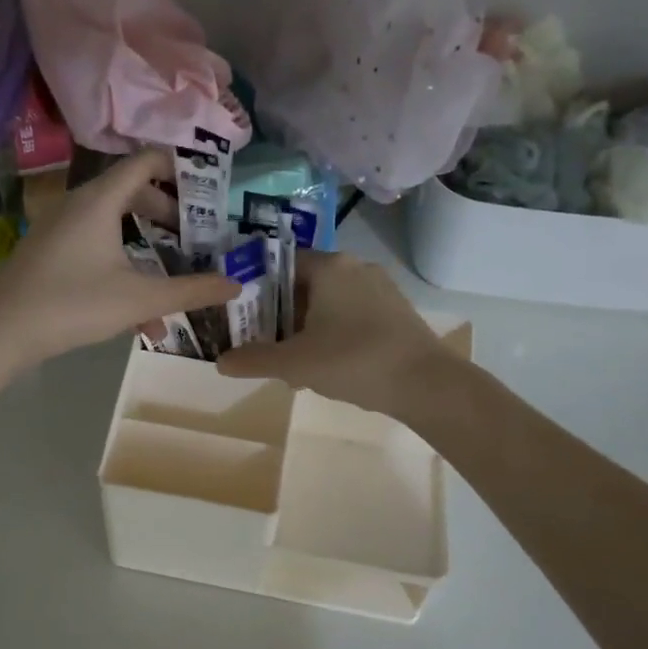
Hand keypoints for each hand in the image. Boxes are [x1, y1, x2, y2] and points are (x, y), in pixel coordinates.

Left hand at [0, 148, 237, 366]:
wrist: (0, 331)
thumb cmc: (73, 304)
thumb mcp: (139, 300)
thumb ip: (190, 292)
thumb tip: (235, 285)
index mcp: (101, 200)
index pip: (146, 161)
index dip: (180, 169)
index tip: (207, 191)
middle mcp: (79, 204)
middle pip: (132, 192)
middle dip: (168, 214)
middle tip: (195, 237)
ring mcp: (61, 228)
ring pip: (115, 226)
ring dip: (147, 249)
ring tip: (173, 278)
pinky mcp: (50, 253)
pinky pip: (96, 248)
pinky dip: (122, 268)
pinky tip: (141, 319)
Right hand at [217, 251, 447, 415]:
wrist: (427, 384)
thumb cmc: (354, 361)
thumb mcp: (296, 363)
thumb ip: (255, 360)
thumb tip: (220, 362)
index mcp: (329, 266)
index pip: (279, 264)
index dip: (254, 288)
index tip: (240, 316)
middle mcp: (354, 266)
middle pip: (302, 284)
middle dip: (279, 315)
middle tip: (262, 344)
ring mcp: (379, 287)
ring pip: (327, 302)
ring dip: (305, 328)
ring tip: (292, 362)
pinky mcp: (395, 310)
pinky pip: (350, 313)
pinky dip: (331, 332)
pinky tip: (327, 365)